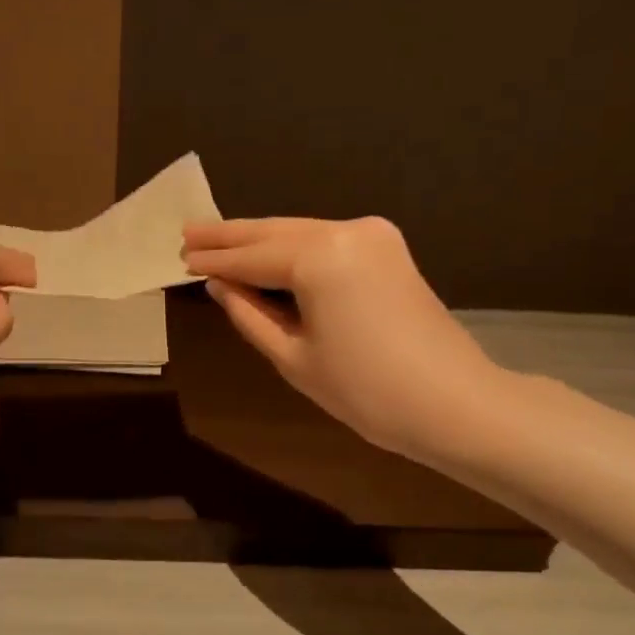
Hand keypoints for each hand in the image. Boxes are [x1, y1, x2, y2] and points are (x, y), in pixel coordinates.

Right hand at [182, 216, 505, 460]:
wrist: (454, 403)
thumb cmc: (365, 391)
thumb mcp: (294, 357)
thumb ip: (250, 314)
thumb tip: (219, 286)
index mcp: (320, 257)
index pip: (252, 256)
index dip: (215, 260)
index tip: (180, 258)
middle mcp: (346, 231)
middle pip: (275, 231)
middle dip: (231, 235)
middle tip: (188, 234)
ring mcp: (373, 236)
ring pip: (301, 232)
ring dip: (261, 239)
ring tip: (218, 241)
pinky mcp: (388, 249)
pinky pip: (326, 242)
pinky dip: (293, 248)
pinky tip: (268, 254)